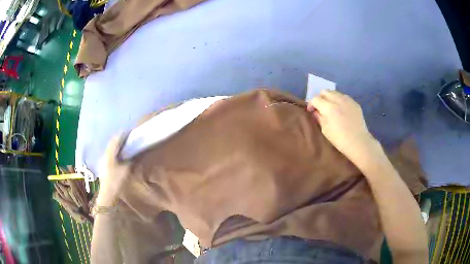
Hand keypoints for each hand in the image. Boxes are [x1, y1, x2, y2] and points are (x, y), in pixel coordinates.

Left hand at [96, 135, 129, 206]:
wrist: (107, 194)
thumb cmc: (116, 181)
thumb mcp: (126, 170)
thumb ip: (130, 160)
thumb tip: (134, 154)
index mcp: (110, 153)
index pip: (115, 140)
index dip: (122, 135)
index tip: (129, 132)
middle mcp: (105, 155)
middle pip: (112, 143)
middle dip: (119, 140)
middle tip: (128, 139)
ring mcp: (103, 160)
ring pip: (110, 149)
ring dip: (117, 146)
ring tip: (125, 146)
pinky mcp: (104, 166)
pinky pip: (110, 155)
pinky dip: (115, 152)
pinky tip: (120, 157)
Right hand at [307, 90, 382, 167]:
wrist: (358, 142)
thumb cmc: (339, 139)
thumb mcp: (325, 130)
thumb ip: (319, 117)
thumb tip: (315, 111)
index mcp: (329, 108)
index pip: (315, 99)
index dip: (311, 104)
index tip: (311, 111)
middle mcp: (338, 100)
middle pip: (324, 91)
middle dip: (320, 98)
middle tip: (321, 107)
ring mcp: (348, 100)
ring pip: (334, 92)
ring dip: (330, 98)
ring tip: (331, 107)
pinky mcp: (354, 103)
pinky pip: (344, 97)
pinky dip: (339, 100)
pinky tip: (341, 110)